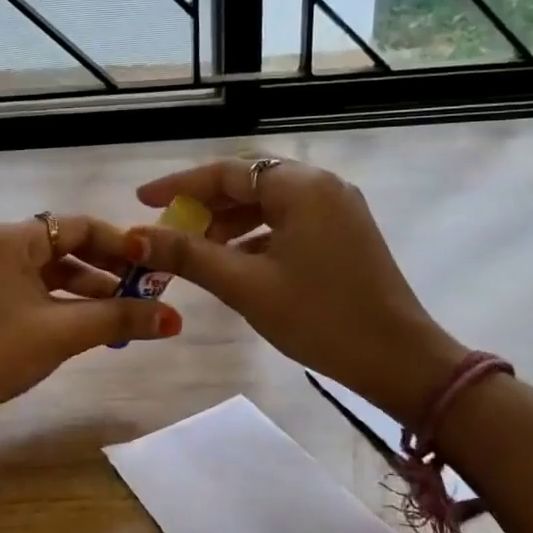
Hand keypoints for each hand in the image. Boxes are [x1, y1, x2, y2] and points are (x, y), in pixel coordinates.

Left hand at [0, 215, 180, 437]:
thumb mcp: (61, 333)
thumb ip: (119, 319)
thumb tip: (174, 318)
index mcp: (14, 239)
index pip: (80, 226)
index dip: (121, 244)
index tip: (154, 266)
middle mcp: (0, 246)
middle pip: (67, 246)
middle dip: (108, 269)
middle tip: (145, 292)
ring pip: (51, 271)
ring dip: (88, 289)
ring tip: (123, 314)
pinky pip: (35, 289)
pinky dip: (63, 302)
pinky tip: (87, 325)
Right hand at [126, 159, 464, 418]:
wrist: (398, 360)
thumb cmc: (319, 318)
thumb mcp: (246, 286)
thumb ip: (188, 255)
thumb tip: (134, 238)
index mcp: (301, 187)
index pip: (227, 172)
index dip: (180, 186)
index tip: (143, 200)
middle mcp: (322, 186)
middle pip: (249, 182)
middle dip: (204, 205)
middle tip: (167, 227)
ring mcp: (337, 209)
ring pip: (268, 203)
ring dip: (229, 222)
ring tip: (194, 249)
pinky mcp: (343, 233)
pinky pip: (287, 221)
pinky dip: (256, 236)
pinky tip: (233, 262)